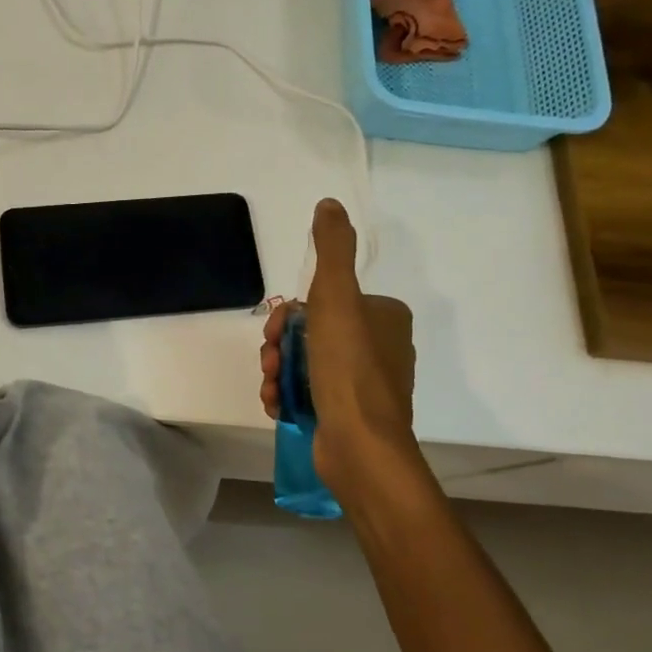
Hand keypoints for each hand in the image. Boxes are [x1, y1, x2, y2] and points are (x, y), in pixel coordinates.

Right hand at [259, 199, 420, 494]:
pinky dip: (287, 395)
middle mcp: (379, 347)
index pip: (324, 300)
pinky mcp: (350, 415)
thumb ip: (332, 249)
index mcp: (384, 317)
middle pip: (310, 333)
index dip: (290, 313)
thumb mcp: (336, 297)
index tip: (274, 330)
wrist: (360, 446)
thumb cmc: (348, 368)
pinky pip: (310, 393)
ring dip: (277, 372)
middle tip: (268, 361)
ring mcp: (364, 385)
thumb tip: (330, 204)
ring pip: (305, 364)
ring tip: (270, 388)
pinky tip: (276, 405)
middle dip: (279, 346)